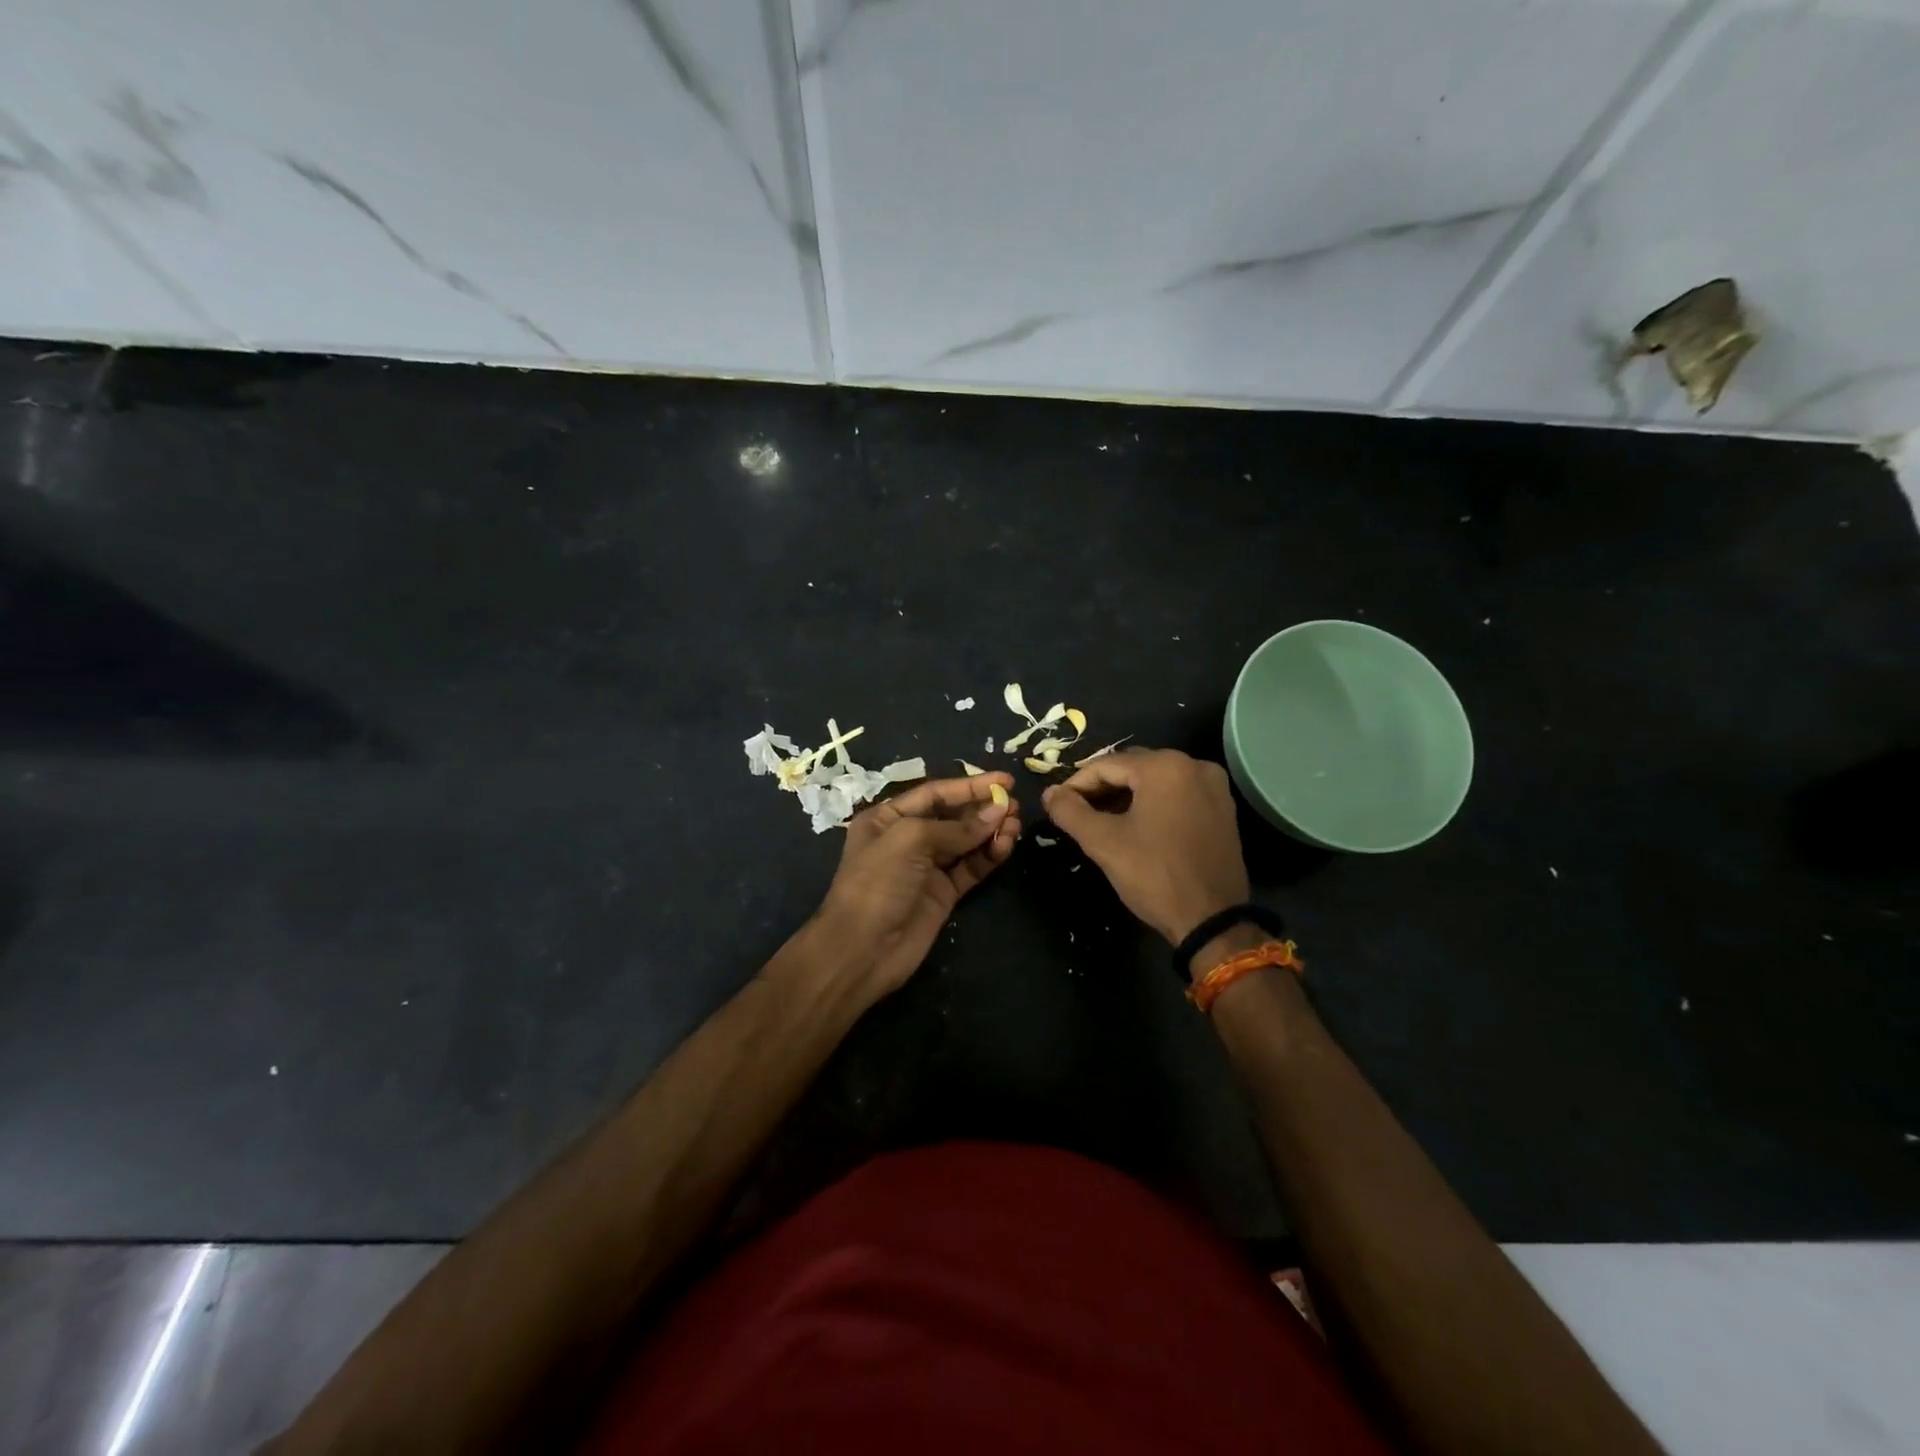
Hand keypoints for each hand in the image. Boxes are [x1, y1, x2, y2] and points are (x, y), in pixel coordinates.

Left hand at [808, 773, 1021, 998]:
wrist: (862, 950)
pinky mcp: (944, 894)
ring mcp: (927, 868)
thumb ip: (956, 827)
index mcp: (888, 818)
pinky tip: (1006, 846)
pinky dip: (989, 856)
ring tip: (1015, 824)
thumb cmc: (877, 882)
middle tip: (1015, 805)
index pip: (935, 794)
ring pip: (966, 842)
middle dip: (983, 809)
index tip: (1005, 780)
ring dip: (991, 831)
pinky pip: (971, 868)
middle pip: (953, 816)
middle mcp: (907, 839)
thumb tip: (999, 812)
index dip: (970, 786)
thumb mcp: (910, 839)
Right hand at [1042, 749, 1248, 945]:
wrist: (1212, 920)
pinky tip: (1136, 825)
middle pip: (1133, 767)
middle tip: (1077, 812)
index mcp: (1164, 766)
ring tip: (1101, 820)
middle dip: (1102, 787)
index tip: (1057, 805)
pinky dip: (1153, 803)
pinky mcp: (1223, 808)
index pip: (1106, 765)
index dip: (1076, 784)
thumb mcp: (1103, 842)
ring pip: (1156, 780)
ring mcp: (1213, 786)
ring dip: (1126, 795)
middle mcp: (1194, 765)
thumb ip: (1070, 812)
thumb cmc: (1154, 875)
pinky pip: (1178, 794)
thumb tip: (1049, 793)